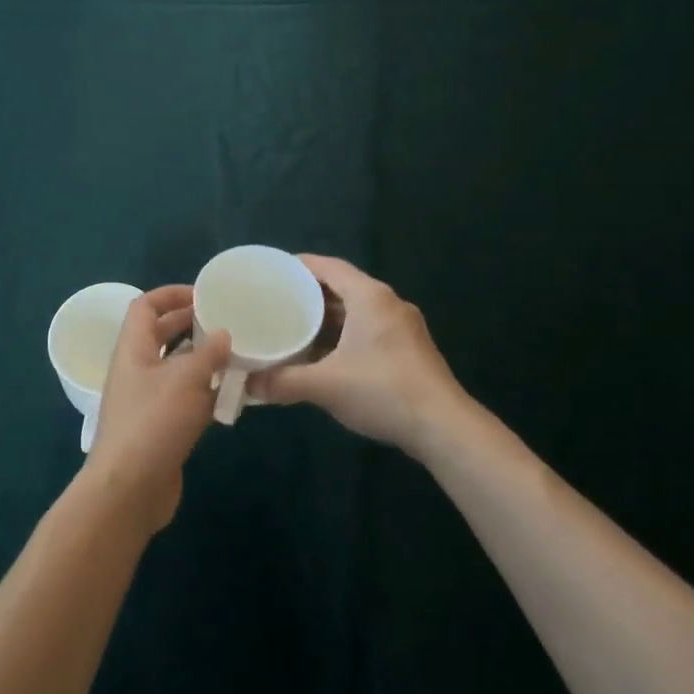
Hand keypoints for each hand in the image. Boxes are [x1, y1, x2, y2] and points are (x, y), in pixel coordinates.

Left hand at [81, 286, 231, 533]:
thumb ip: (209, 353)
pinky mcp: (160, 427)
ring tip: (238, 354)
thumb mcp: (186, 379)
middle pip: (161, 335)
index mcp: (133, 348)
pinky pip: (184, 398)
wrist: (130, 489)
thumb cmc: (154, 422)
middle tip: (227, 321)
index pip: (145, 306)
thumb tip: (224, 333)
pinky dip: (205, 392)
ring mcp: (147, 400)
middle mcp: (136, 369)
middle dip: (191, 324)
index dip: (171, 294)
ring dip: (203, 360)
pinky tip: (233, 395)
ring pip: (176, 368)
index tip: (204, 294)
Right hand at [250, 255, 467, 457]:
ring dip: (328, 316)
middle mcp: (388, 303)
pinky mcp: (411, 348)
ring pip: (358, 309)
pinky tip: (326, 353)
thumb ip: (283, 382)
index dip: (300, 266)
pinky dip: (345, 333)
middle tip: (277, 301)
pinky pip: (370, 327)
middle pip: (343, 286)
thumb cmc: (382, 391)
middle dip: (310, 293)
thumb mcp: (325, 386)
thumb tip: (249, 385)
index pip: (329, 266)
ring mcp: (403, 326)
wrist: (444, 427)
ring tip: (296, 326)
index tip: (273, 272)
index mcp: (370, 297)